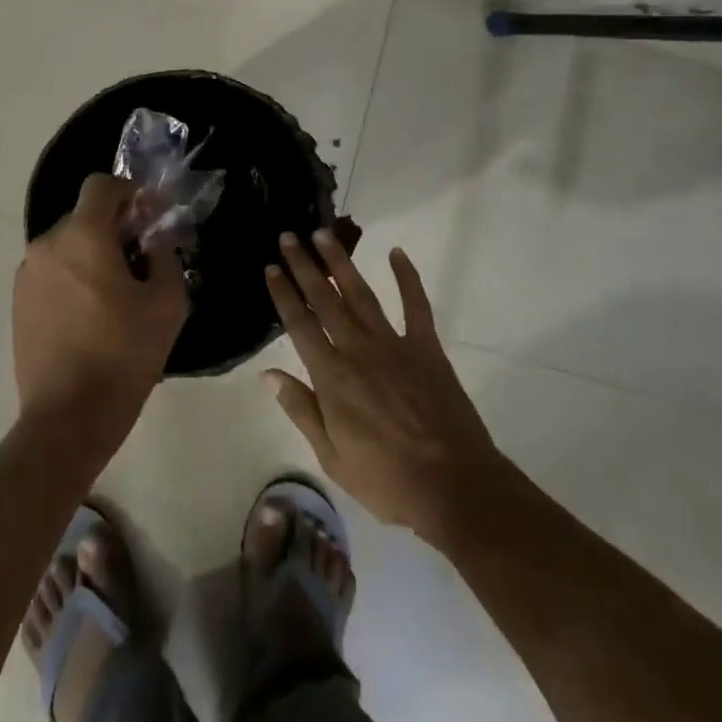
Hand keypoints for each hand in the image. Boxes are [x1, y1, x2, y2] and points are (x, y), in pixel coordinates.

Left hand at [12, 174, 189, 449]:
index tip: (150, 217)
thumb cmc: (124, 354)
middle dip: (115, 226)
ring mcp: (27, 274)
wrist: (68, 417)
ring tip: (117, 290)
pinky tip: (92, 312)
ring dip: (93, 252)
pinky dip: (73, 275)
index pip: (101, 185)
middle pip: (84, 215)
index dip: (129, 192)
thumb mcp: (167, 303)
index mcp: (83, 236)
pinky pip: (51, 271)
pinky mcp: (18, 302)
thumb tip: (155, 239)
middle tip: (142, 257)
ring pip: (67, 244)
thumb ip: (165, 256)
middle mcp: (47, 245)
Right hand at [263, 231, 506, 541]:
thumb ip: (301, 410)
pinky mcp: (426, 347)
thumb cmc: (386, 480)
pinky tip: (396, 253)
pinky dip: (407, 277)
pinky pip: (416, 304)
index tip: (271, 268)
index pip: (300, 325)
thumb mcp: (331, 456)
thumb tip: (268, 375)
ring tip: (324, 235)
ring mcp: (394, 344)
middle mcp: (358, 350)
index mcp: (332, 378)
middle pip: (325, 299)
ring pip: (361, 293)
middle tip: (289, 237)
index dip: (284, 294)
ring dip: (341, 262)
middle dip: (304, 266)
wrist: (454, 486)